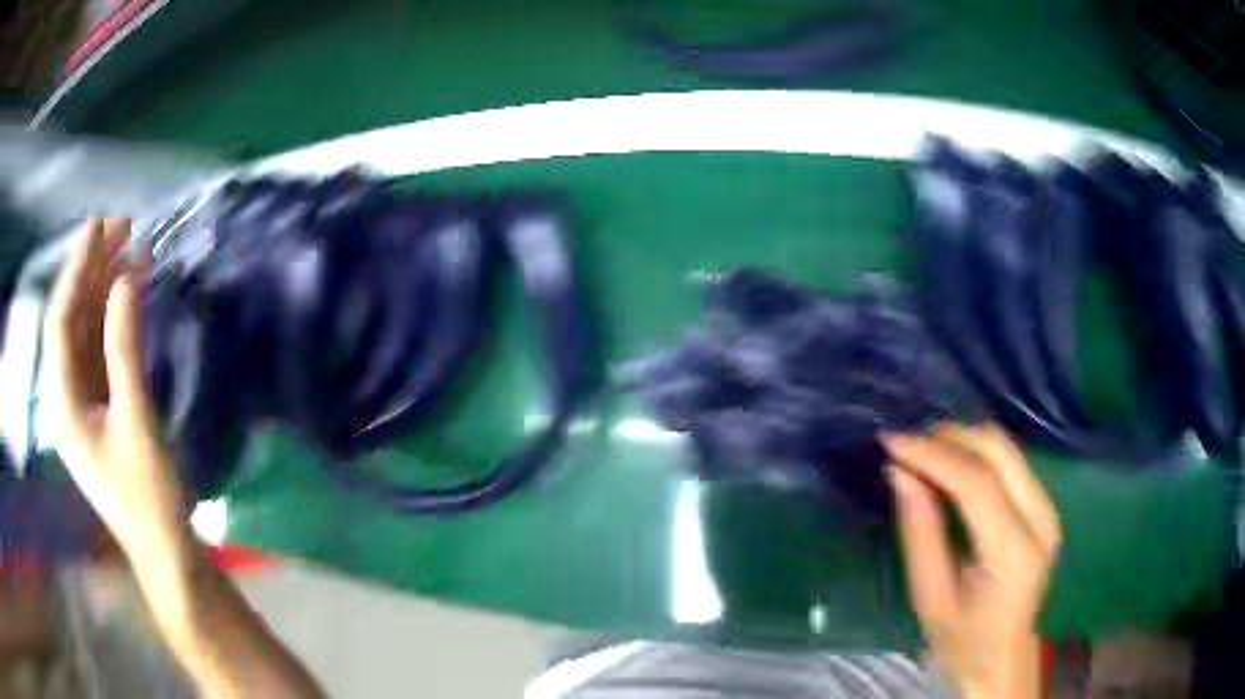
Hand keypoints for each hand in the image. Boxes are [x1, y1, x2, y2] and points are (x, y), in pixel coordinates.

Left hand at [43, 219, 189, 568]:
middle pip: (70, 320)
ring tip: (126, 248)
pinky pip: (98, 350)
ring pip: (84, 332)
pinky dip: (111, 319)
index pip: (60, 321)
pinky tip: (126, 295)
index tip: (98, 225)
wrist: (164, 548)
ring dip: (101, 289)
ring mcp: (81, 402)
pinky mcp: (98, 407)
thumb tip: (125, 281)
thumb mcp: (136, 422)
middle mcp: (64, 396)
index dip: (75, 269)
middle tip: (119, 226)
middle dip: (90, 270)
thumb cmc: (148, 495)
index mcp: (63, 403)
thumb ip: (124, 350)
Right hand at [883, 424, 1060, 698]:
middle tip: (905, 445)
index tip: (891, 442)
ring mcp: (1047, 507)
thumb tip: (900, 473)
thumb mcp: (930, 598)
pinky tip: (948, 465)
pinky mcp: (1043, 503)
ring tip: (921, 453)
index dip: (933, 455)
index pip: (977, 483)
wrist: (1003, 656)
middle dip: (948, 437)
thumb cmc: (962, 639)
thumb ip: (919, 534)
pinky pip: (1008, 460)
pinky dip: (974, 453)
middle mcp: (1040, 518)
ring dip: (961, 441)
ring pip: (1005, 447)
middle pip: (998, 450)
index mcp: (1014, 551)